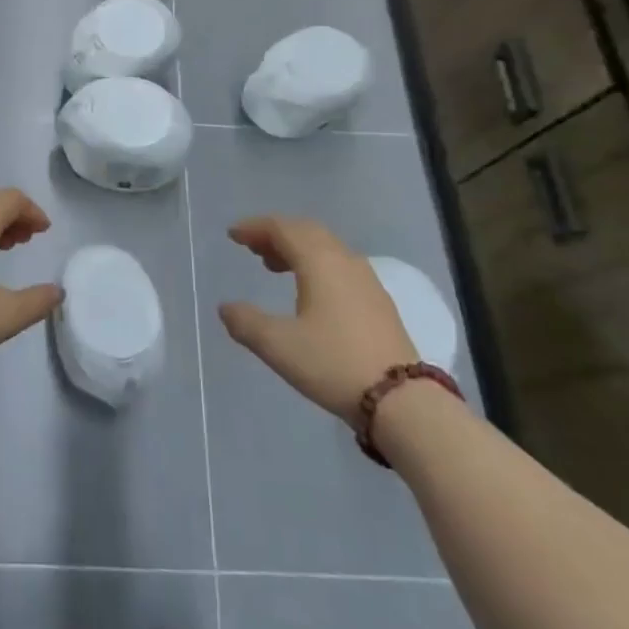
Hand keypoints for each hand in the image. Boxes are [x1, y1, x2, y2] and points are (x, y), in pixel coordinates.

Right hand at [218, 216, 418, 429]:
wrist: (402, 400)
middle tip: (252, 247)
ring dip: (297, 249)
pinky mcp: (379, 302)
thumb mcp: (278, 345)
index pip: (283, 228)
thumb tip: (226, 307)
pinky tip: (310, 291)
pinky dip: (316, 264)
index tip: (233, 235)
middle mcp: (344, 261)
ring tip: (274, 267)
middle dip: (276, 234)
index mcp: (319, 262)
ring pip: (326, 248)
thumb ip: (246, 322)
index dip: (255, 227)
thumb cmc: (333, 363)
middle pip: (306, 231)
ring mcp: (366, 281)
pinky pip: (340, 266)